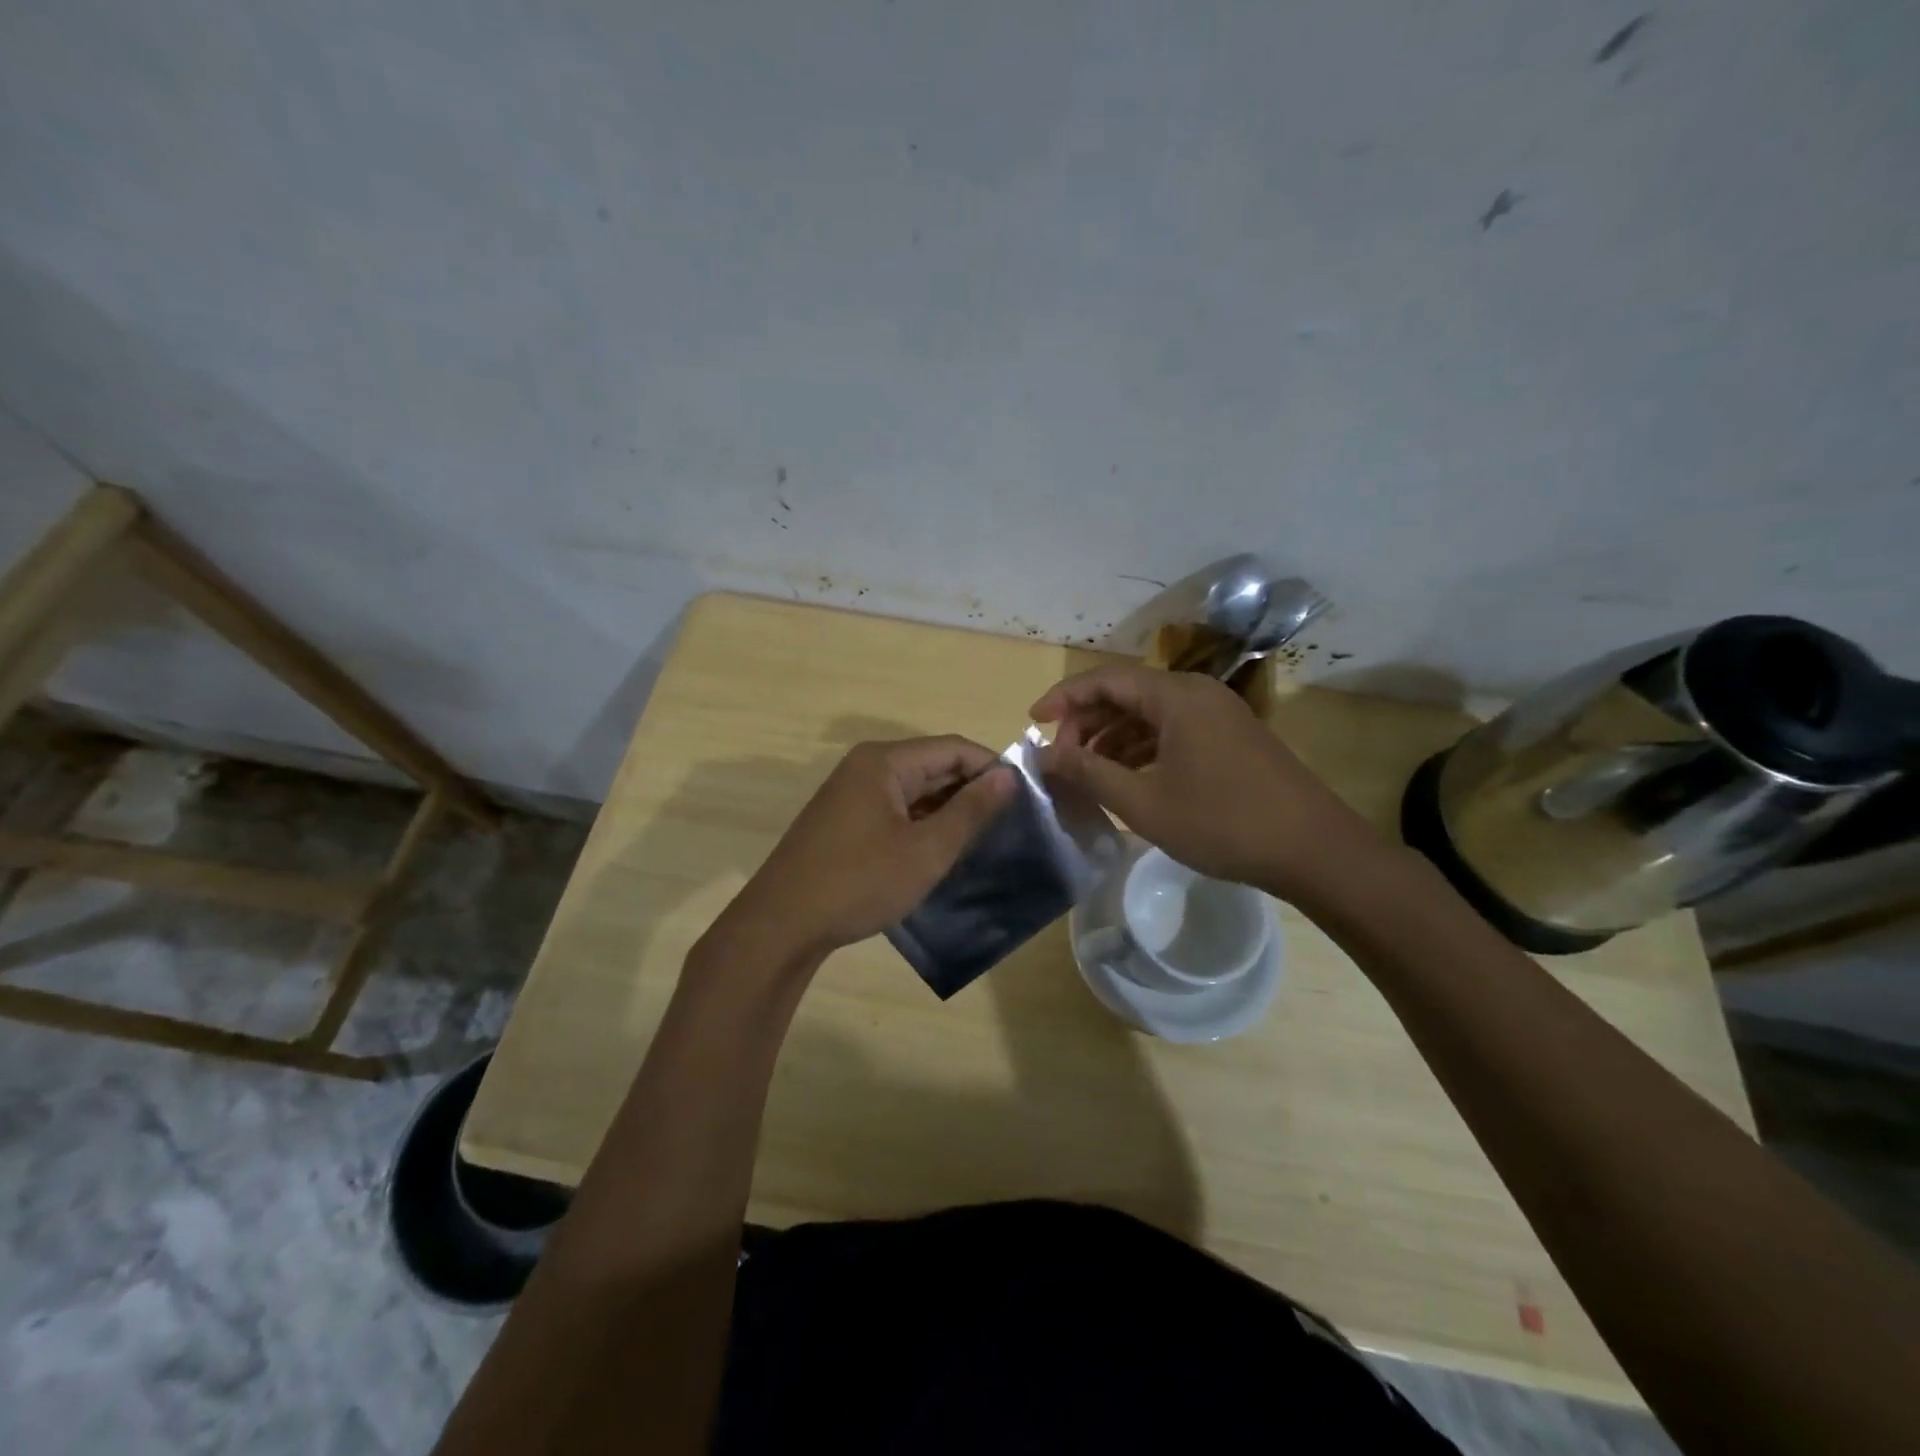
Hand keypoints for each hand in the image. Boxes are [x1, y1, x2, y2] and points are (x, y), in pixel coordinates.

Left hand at [715, 737, 1015, 964]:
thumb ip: (970, 810)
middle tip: (1011, 821)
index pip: (952, 748)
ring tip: (985, 837)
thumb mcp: (926, 850)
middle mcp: (865, 767)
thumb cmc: (859, 882)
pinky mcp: (844, 820)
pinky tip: (943, 848)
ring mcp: (851, 794)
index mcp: (884, 761)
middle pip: (932, 765)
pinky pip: (895, 809)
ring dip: (948, 809)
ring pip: (914, 790)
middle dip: (971, 789)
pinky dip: (922, 823)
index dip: (992, 767)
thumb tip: (1008, 776)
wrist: (782, 924)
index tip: (1026, 796)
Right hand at [1030, 665, 1378, 899]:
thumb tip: (1046, 755)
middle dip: (1086, 723)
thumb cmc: (1223, 822)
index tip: (1032, 722)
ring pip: (1149, 715)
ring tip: (1087, 773)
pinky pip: (1173, 731)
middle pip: (1126, 694)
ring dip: (1113, 739)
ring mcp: (1218, 714)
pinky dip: (1142, 749)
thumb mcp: (1144, 802)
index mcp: (1175, 696)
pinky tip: (1127, 779)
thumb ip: (1089, 773)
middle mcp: (1197, 693)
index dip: (1063, 698)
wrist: (1314, 850)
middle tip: (1060, 758)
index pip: (1104, 679)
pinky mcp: (1230, 737)